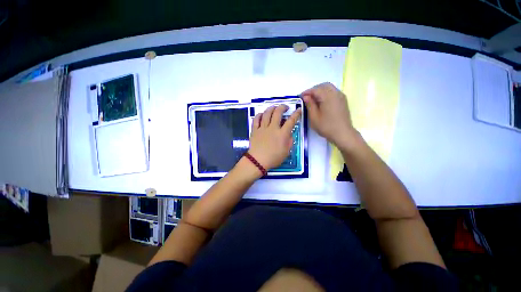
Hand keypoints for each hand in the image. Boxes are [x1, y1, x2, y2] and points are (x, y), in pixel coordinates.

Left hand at [248, 105, 301, 170]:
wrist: (258, 161)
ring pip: (266, 113)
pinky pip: (256, 119)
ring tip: (274, 108)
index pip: (291, 121)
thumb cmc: (273, 158)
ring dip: (271, 108)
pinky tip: (262, 114)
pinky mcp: (255, 130)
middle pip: (278, 112)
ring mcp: (263, 128)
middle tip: (285, 107)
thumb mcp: (286, 152)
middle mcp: (273, 128)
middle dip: (283, 107)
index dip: (296, 114)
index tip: (299, 109)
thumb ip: (289, 141)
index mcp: (282, 134)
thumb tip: (289, 133)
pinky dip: (259, 115)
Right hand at [301, 82, 355, 146]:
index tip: (299, 97)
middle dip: (314, 90)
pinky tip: (321, 102)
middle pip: (323, 86)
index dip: (306, 92)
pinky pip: (333, 92)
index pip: (315, 90)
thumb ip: (309, 105)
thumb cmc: (326, 126)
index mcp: (328, 96)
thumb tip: (305, 96)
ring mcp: (341, 96)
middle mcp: (336, 93)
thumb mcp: (314, 117)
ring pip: (329, 88)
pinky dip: (326, 94)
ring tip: (313, 100)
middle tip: (306, 97)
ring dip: (320, 91)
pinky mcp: (343, 101)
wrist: (343, 134)